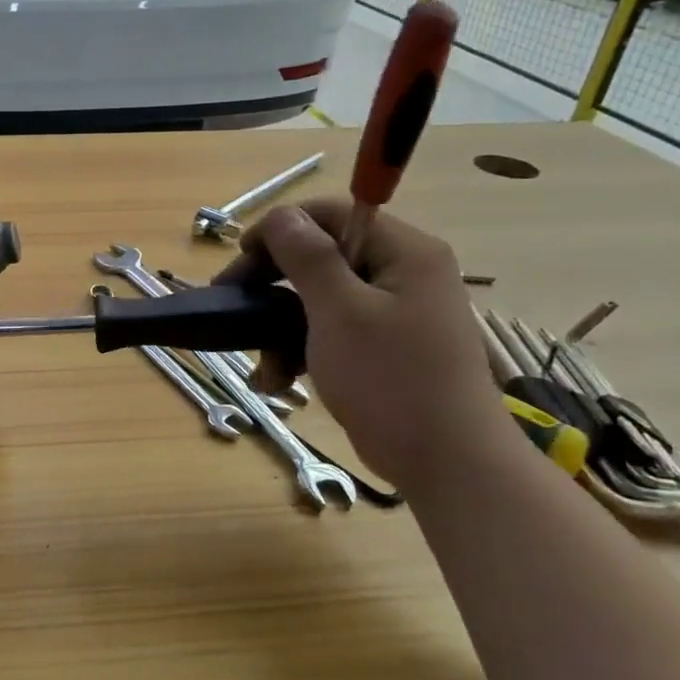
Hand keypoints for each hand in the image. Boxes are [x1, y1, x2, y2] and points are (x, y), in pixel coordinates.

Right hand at [218, 198, 507, 490]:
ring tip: (261, 364)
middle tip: (233, 305)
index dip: (281, 229)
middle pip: (322, 257)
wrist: (447, 464)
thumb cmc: (392, 380)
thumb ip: (308, 257)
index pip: (331, 214)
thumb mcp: (340, 313)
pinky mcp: (383, 348)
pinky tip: (279, 380)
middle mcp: (402, 273)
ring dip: (280, 327)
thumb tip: (280, 216)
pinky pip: (331, 331)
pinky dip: (301, 350)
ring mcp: (393, 313)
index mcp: (404, 252)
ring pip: (319, 299)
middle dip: (273, 284)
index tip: (241, 259)